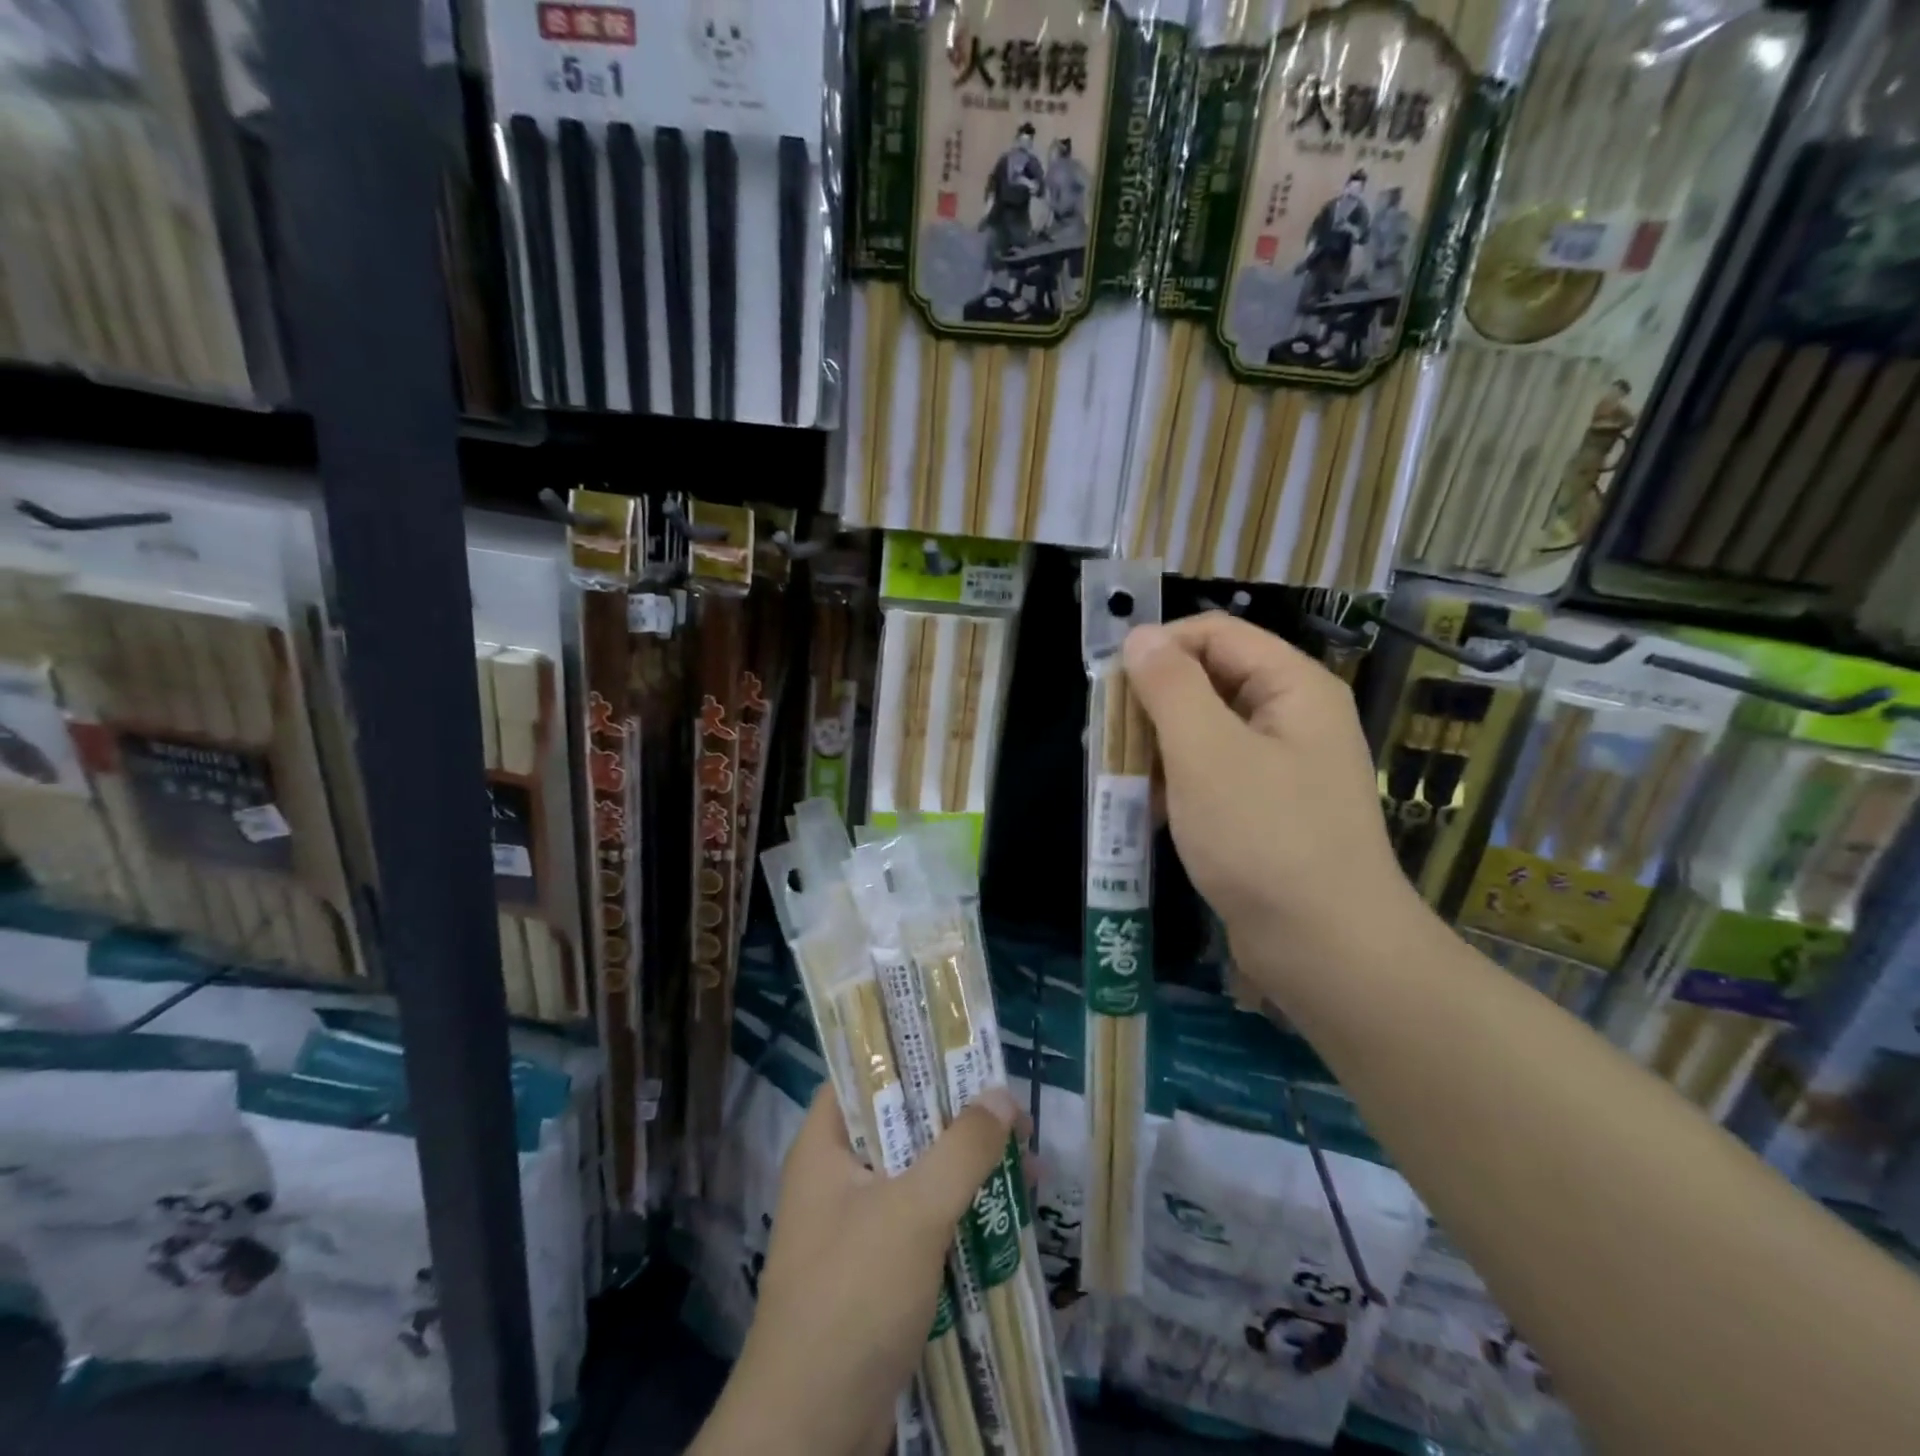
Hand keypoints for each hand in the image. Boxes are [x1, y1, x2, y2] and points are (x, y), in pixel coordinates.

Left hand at [692, 1084, 1019, 1455]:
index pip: (864, 1074)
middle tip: (1012, 1115)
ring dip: (967, 1170)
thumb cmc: (854, 1296)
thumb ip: (962, 1148)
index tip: (964, 1054)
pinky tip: (1005, 1219)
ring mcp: (854, 1226)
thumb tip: (1002, 1095)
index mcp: (825, 1145)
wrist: (811, 1433)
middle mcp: (835, 1176)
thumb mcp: (915, 1211)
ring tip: (1027, 1167)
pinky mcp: (874, 1272)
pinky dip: (959, 1214)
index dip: (912, 1056)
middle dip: (959, 1119)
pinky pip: (922, 1222)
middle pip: (902, 1124)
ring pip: (918, 1175)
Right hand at [1123, 613, 1417, 991]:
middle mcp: (1294, 718)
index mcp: (1293, 687)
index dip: (1159, 649)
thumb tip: (1140, 636)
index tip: (1108, 685)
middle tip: (1102, 737)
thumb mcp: (1206, 753)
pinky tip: (1144, 811)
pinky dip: (1176, 784)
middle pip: (1209, 681)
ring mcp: (1283, 768)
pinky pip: (1214, 775)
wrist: (1326, 950)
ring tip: (1114, 776)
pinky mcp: (1268, 811)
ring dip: (1157, 747)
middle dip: (1151, 703)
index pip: (1216, 634)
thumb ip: (1170, 687)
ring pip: (1206, 731)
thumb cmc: (1264, 839)